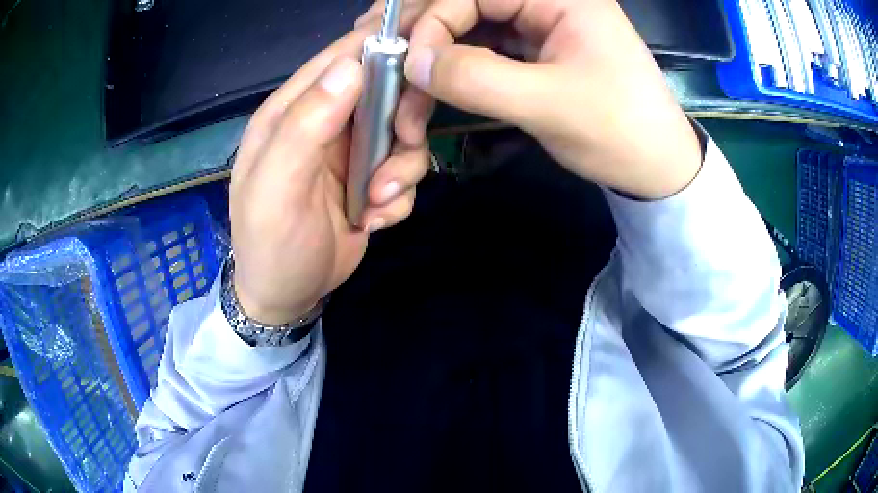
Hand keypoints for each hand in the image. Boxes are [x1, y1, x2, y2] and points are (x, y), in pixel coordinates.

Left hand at [230, 26, 429, 324]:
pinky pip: (405, 173)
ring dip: (402, 170)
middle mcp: (325, 123)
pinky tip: (374, 220)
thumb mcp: (276, 187)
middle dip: (403, 119)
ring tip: (377, 203)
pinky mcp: (371, 181)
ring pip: (403, 136)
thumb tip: (350, 66)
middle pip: (385, 91)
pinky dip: (398, 197)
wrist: (288, 298)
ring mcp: (351, 153)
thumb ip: (304, 125)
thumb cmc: (270, 243)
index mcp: (292, 111)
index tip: (416, 65)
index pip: (340, 58)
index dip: (380, 49)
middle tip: (402, 148)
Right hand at [370, 0, 701, 198]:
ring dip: (432, 47)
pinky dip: (454, 62)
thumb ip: (477, 78)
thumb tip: (413, 61)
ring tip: (391, 65)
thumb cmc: (620, 132)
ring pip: (471, 23)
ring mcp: (541, 23)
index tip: (408, 65)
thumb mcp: (550, 104)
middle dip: (421, 28)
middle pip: (467, 2)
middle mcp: (547, 1)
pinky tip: (428, 74)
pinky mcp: (537, 49)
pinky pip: (485, 45)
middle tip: (371, 46)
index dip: (433, 22)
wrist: (657, 167)